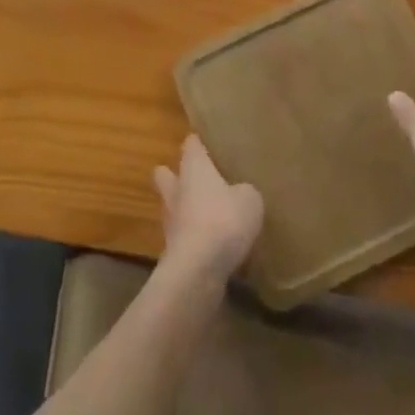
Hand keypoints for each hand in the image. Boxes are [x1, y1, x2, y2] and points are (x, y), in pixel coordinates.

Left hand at [154, 135, 263, 284]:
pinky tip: (212, 245)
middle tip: (198, 179)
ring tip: (208, 215)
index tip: (206, 142)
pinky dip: (194, 239)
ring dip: (186, 210)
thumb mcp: (249, 199)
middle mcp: (176, 190)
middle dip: (176, 174)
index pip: (191, 145)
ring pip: (173, 207)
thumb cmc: (223, 221)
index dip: (197, 143)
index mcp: (193, 168)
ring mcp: (171, 223)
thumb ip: (244, 191)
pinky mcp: (172, 252)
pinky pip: (183, 237)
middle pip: (165, 174)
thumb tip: (240, 193)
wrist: (197, 272)